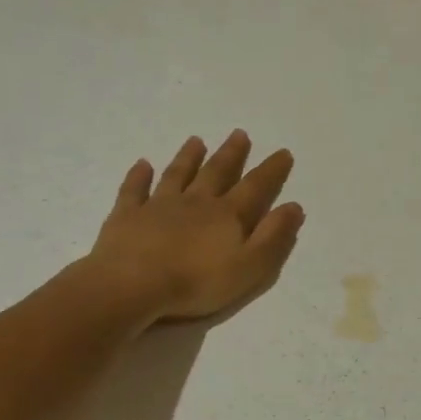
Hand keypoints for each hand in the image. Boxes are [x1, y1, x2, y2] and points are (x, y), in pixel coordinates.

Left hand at [80, 130, 302, 331]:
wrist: (132, 285)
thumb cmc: (197, 282)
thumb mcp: (250, 266)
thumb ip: (273, 236)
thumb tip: (294, 207)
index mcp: (227, 215)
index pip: (256, 187)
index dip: (271, 171)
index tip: (283, 152)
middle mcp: (195, 202)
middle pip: (217, 173)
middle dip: (231, 154)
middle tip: (240, 134)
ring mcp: (158, 206)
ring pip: (177, 175)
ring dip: (188, 157)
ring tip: (196, 140)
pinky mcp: (127, 216)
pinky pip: (133, 190)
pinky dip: (138, 176)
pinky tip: (142, 164)